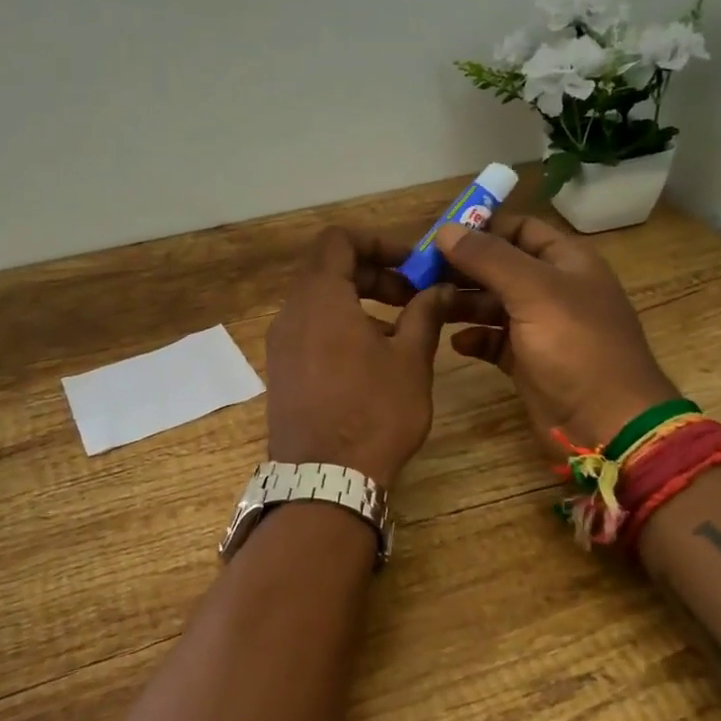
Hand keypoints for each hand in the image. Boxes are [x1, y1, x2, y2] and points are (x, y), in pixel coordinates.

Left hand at [264, 228, 451, 488]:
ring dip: (360, 302)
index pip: (338, 240)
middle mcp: (292, 313)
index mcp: (320, 298)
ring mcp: (281, 344)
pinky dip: (341, 326)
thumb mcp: (411, 359)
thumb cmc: (374, 412)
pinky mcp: (281, 370)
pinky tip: (373, 357)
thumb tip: (439, 289)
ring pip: (320, 301)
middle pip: (329, 269)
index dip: (377, 241)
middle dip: (374, 274)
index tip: (411, 263)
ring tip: (401, 329)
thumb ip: (425, 314)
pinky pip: (310, 329)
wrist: (324, 479)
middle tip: (414, 297)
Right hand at [434, 215, 677, 450]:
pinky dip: (475, 337)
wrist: (608, 426)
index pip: (520, 229)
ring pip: (494, 304)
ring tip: (427, 305)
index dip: (482, 227)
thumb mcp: (533, 292)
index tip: (438, 235)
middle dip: (463, 267)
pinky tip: (455, 342)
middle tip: (419, 273)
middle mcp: (554, 289)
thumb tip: (445, 230)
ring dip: (463, 302)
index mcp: (567, 262)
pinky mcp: (529, 362)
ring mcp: (542, 328)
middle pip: (501, 266)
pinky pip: (495, 340)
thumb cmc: (576, 347)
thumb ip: (488, 258)